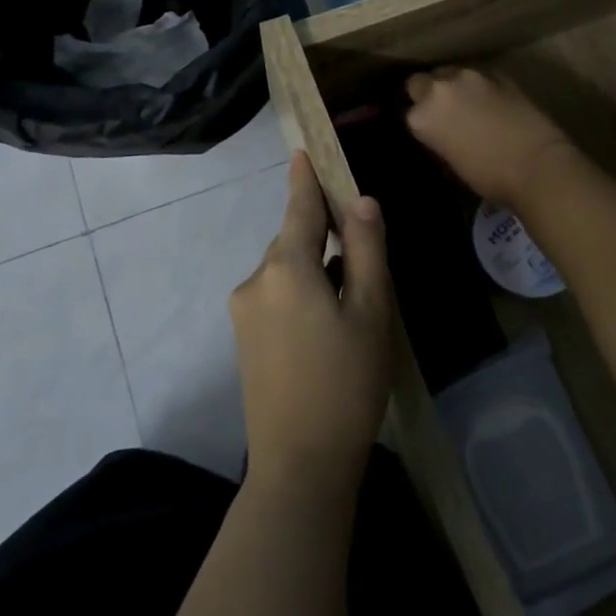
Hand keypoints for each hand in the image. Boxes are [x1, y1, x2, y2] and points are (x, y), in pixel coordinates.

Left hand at [230, 152, 394, 494]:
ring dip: (313, 270)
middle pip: (292, 240)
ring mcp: (244, 312)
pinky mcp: (244, 340)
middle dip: (321, 235)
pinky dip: (300, 293)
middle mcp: (256, 280)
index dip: (305, 178)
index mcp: (286, 267)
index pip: (298, 207)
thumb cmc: (346, 383)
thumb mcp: (371, 312)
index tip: (302, 151)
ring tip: (351, 302)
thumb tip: (361, 201)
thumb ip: (365, 250)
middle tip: (361, 253)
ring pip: (285, 270)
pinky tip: (326, 326)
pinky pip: (275, 295)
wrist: (299, 465)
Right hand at [404, 67, 576, 208]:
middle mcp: (441, 89)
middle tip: (443, 111)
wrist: (536, 165)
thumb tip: (441, 130)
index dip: (420, 119)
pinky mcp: (499, 74)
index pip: (409, 110)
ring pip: (451, 73)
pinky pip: (479, 76)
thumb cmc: (488, 177)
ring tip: (468, 103)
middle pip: (421, 81)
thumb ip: (438, 136)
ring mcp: (471, 77)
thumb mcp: (450, 162)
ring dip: (454, 86)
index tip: (429, 129)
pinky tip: (492, 102)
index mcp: (422, 116)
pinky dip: (480, 86)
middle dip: (428, 92)